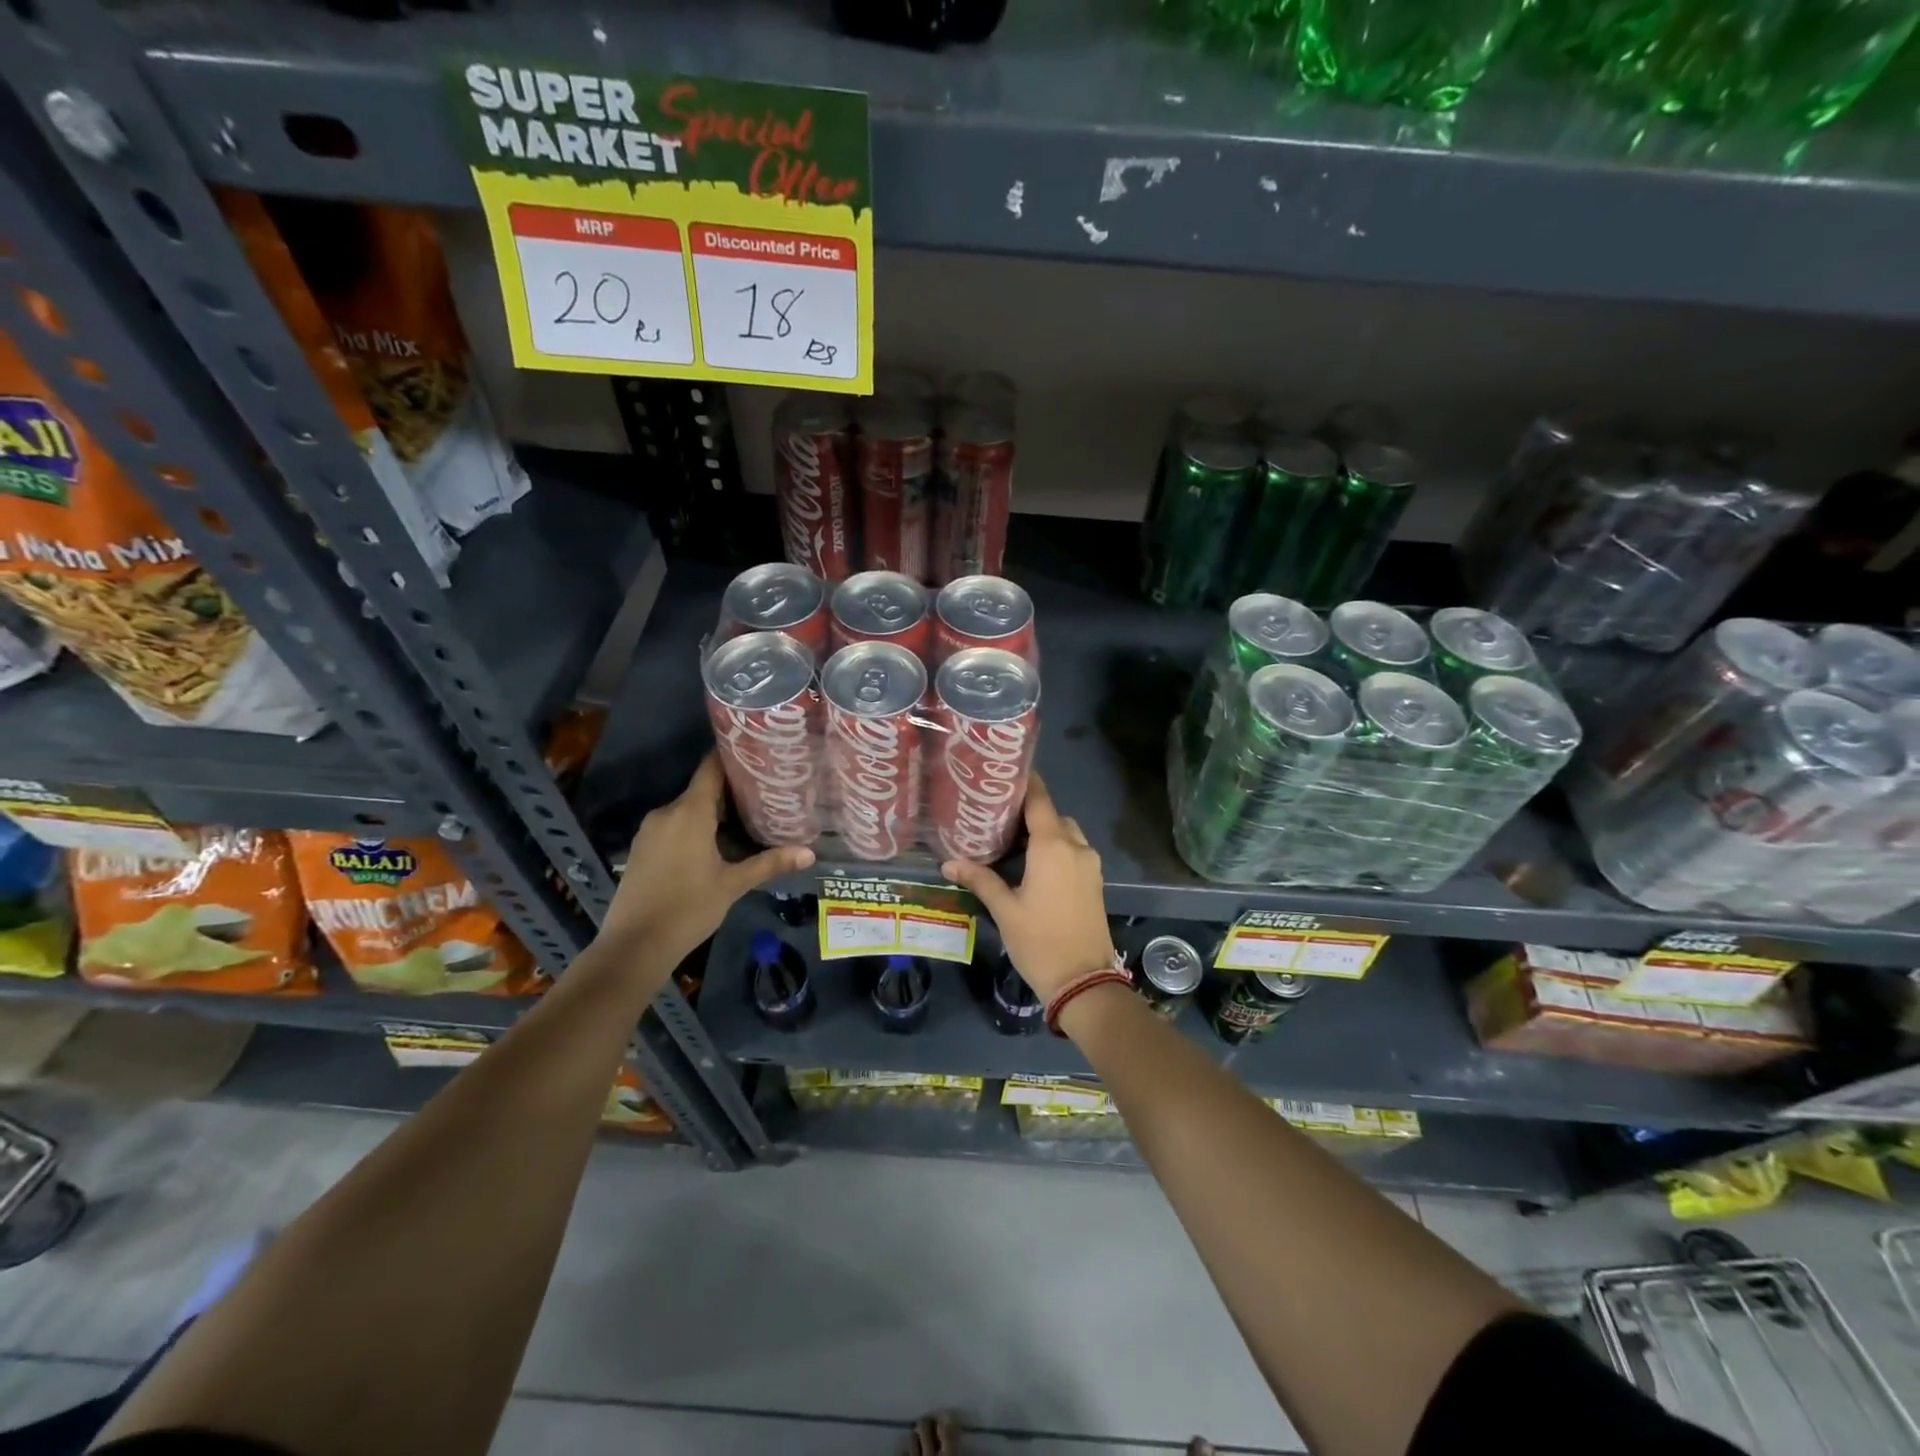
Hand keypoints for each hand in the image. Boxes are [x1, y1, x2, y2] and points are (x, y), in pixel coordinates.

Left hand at [601, 753, 813, 965]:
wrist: (633, 946)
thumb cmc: (688, 909)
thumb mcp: (733, 885)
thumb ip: (769, 863)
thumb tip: (809, 853)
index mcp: (689, 812)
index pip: (711, 768)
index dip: (734, 758)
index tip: (759, 754)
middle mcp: (666, 812)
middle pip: (702, 789)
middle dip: (731, 791)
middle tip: (765, 794)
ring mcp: (650, 831)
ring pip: (687, 810)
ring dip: (713, 813)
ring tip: (746, 818)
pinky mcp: (641, 848)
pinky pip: (673, 826)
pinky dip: (694, 828)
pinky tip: (715, 844)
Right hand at [942, 775, 1113, 1001]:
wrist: (1084, 981)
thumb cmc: (1040, 941)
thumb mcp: (1004, 909)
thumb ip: (979, 879)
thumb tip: (949, 861)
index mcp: (1052, 846)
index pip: (1039, 800)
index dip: (1025, 783)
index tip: (1005, 772)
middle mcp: (1075, 847)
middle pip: (1052, 815)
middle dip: (1029, 812)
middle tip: (998, 814)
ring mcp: (1089, 864)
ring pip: (1066, 834)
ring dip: (1044, 831)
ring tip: (1012, 839)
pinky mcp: (1094, 881)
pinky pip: (1074, 851)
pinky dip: (1056, 848)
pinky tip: (1032, 863)